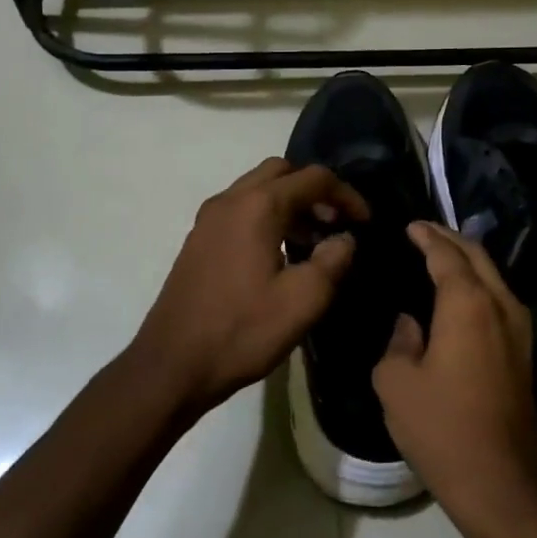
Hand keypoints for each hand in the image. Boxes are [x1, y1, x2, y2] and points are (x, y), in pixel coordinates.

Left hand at [131, 158, 367, 410]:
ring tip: (313, 243)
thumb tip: (345, 239)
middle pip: (281, 172)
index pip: (313, 178)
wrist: (171, 365)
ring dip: (290, 204)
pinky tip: (279, 255)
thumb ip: (333, 261)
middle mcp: (230, 200)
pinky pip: (241, 210)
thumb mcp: (302, 301)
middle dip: (314, 191)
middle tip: (335, 225)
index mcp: (257, 206)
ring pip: (258, 189)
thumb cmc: (241, 331)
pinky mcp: (199, 240)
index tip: (365, 222)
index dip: (346, 195)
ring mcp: (208, 219)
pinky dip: (267, 217)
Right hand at [373, 222, 536, 535]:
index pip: (445, 254)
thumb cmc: (442, 428)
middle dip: (450, 239)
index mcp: (467, 304)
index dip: (426, 236)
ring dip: (467, 259)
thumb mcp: (397, 383)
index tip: (409, 225)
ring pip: (493, 275)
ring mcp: (519, 328)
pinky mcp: (524, 351)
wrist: (502, 482)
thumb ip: (399, 341)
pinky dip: (478, 283)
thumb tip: (411, 324)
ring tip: (439, 256)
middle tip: (424, 232)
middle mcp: (499, 305)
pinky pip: (499, 298)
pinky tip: (459, 295)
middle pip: (477, 255)